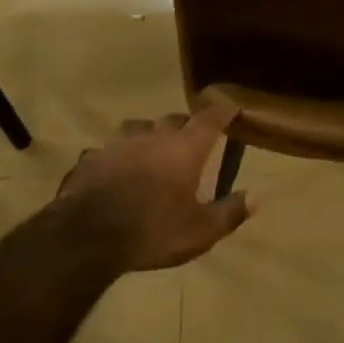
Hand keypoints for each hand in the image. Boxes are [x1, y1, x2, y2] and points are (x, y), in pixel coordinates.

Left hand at [59, 103, 252, 271]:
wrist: (87, 235)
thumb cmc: (152, 230)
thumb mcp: (199, 232)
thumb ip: (229, 212)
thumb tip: (256, 196)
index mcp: (184, 148)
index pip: (210, 118)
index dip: (222, 111)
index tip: (231, 107)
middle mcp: (154, 135)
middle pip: (174, 119)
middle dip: (185, 125)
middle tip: (191, 139)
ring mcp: (119, 142)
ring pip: (139, 128)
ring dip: (150, 135)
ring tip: (152, 150)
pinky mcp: (93, 156)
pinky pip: (110, 150)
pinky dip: (118, 157)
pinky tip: (116, 171)